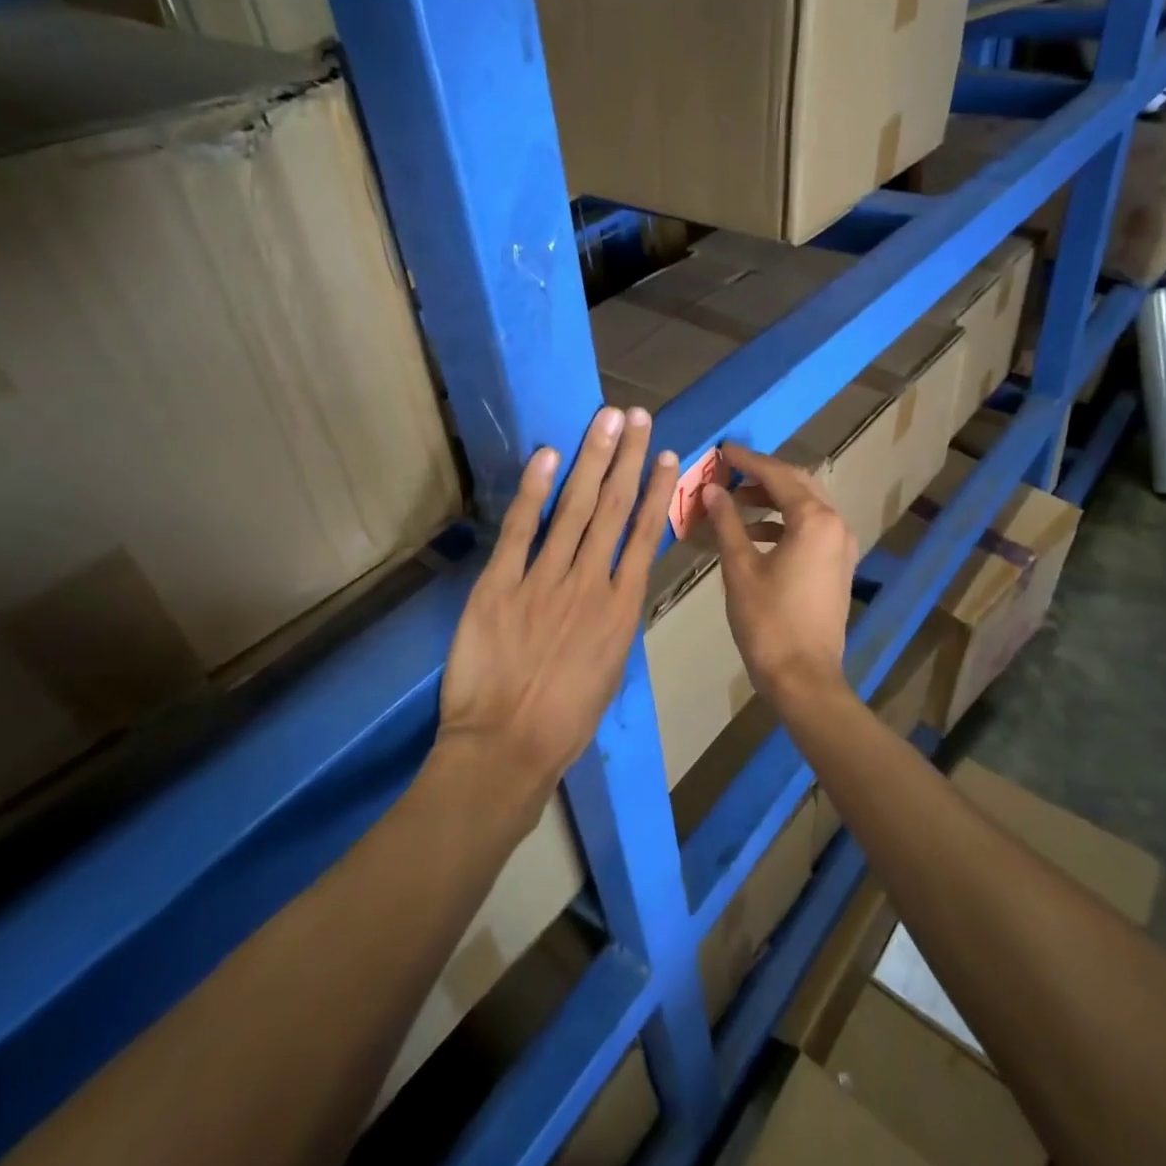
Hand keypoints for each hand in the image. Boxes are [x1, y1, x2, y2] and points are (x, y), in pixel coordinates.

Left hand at [437, 406, 677, 812]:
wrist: (506, 749)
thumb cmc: (565, 721)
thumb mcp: (609, 670)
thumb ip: (614, 620)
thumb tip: (615, 583)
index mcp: (621, 609)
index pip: (644, 535)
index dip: (655, 490)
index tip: (666, 454)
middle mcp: (589, 584)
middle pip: (612, 509)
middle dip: (626, 458)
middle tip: (636, 416)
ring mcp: (544, 581)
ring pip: (573, 509)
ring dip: (591, 460)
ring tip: (605, 421)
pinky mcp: (499, 585)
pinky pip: (521, 530)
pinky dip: (534, 490)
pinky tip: (548, 456)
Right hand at [703, 442, 856, 701]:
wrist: (803, 677)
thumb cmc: (768, 621)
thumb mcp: (740, 567)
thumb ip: (727, 522)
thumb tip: (712, 490)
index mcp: (815, 520)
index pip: (777, 475)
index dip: (747, 460)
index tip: (722, 450)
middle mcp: (836, 524)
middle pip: (797, 484)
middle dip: (762, 475)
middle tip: (729, 471)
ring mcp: (842, 546)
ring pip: (806, 506)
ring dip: (772, 499)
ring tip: (734, 502)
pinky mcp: (838, 566)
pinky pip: (811, 528)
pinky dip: (783, 523)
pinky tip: (753, 534)